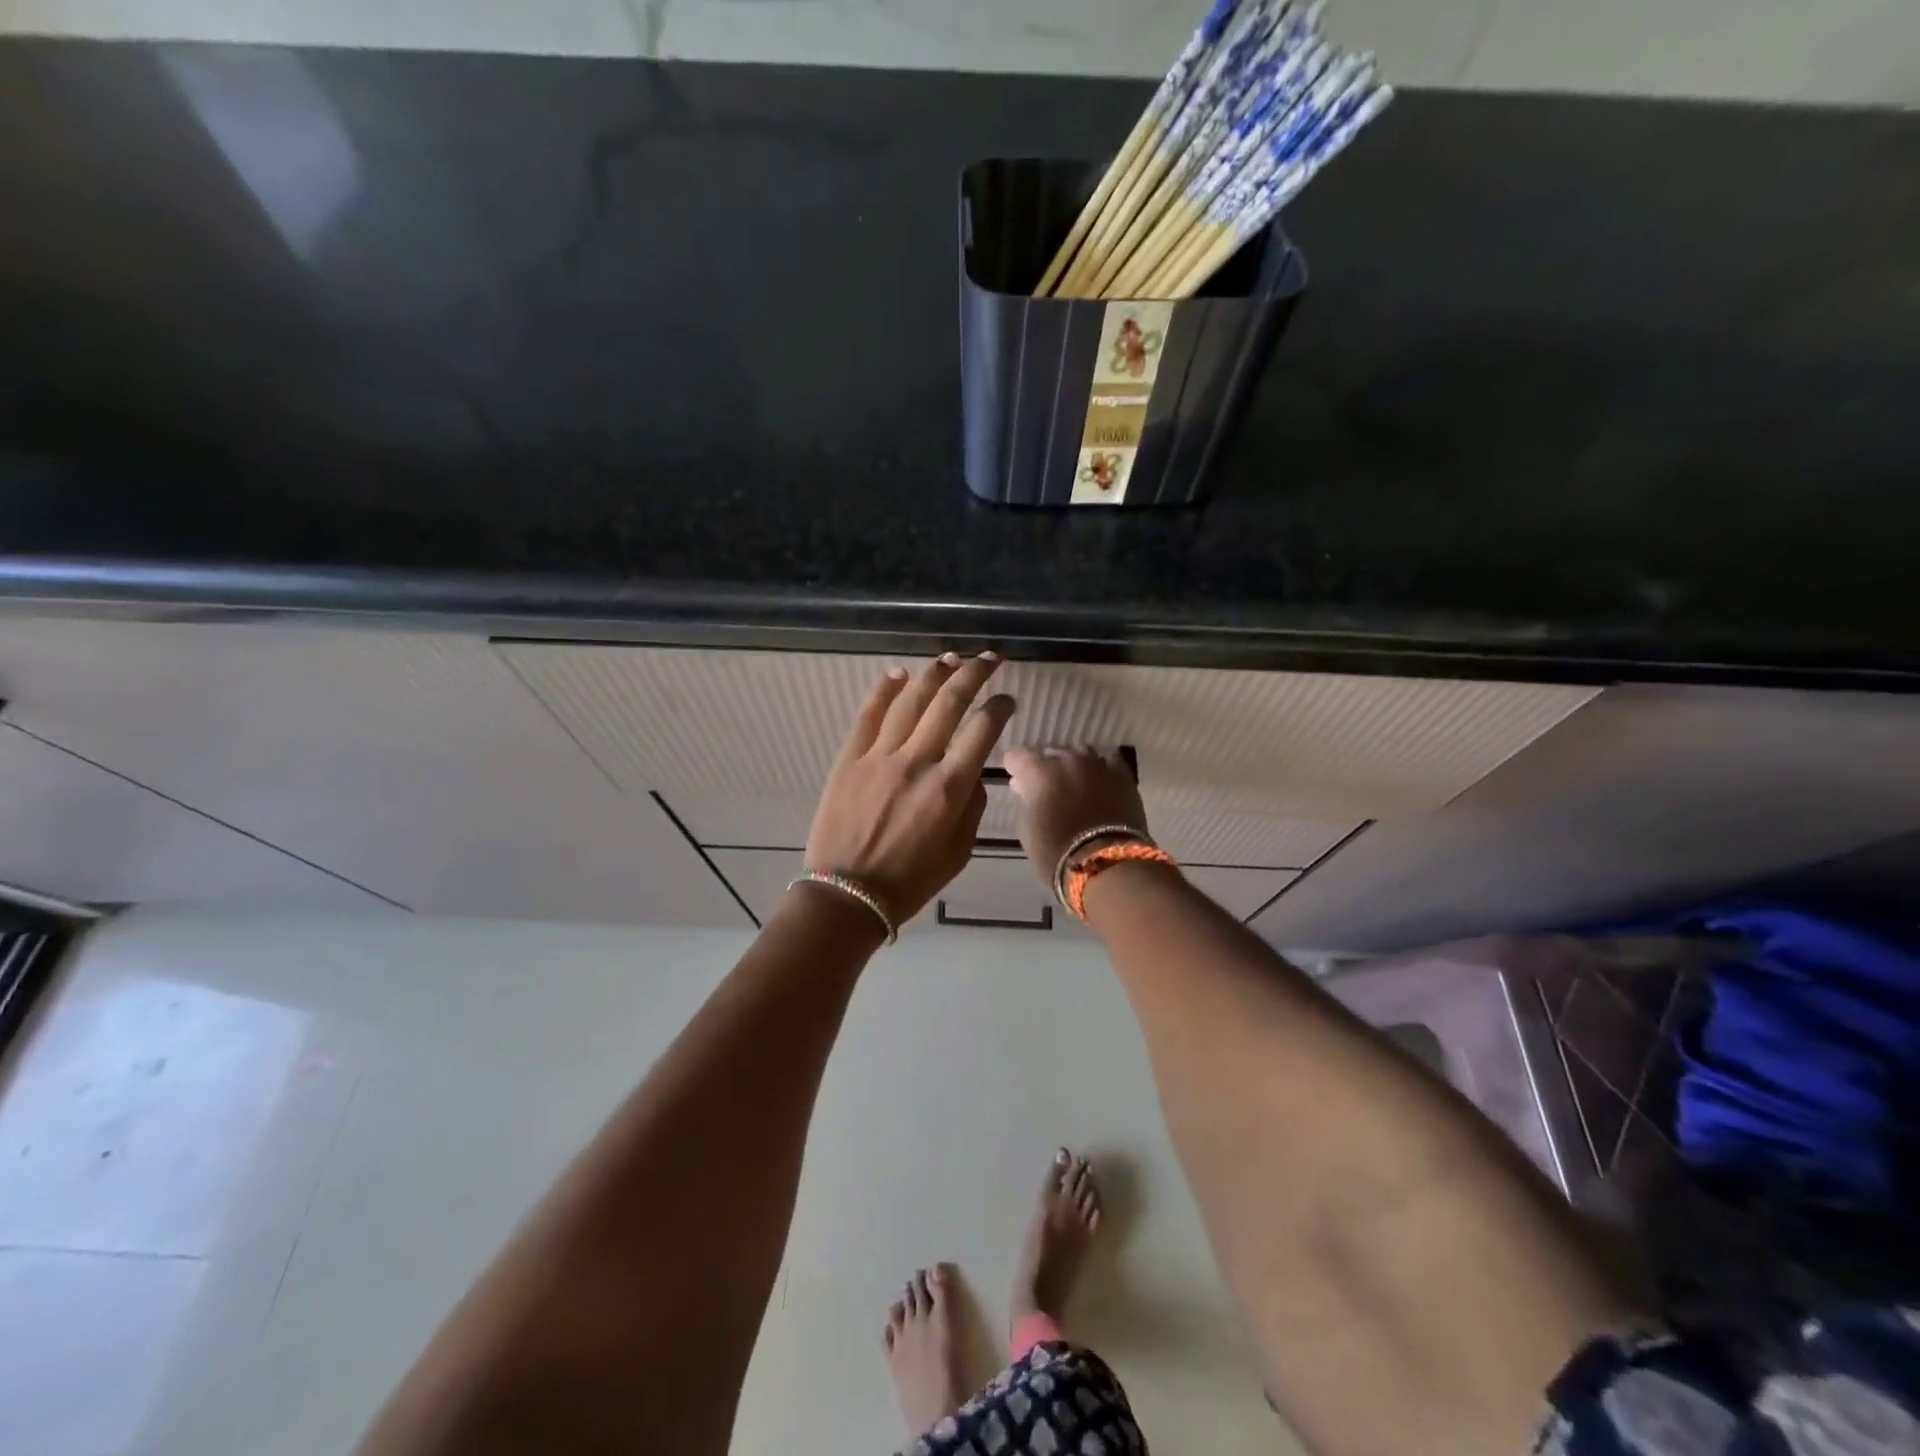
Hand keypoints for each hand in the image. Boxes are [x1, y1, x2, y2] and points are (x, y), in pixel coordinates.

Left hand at [805, 654, 1016, 923]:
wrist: (847, 895)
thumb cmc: (909, 881)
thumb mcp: (959, 853)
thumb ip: (972, 807)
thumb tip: (971, 772)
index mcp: (949, 788)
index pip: (982, 730)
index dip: (999, 707)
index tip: (1007, 699)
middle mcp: (916, 762)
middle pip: (949, 702)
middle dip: (973, 674)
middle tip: (988, 658)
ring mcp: (878, 757)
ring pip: (910, 700)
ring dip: (933, 673)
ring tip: (949, 658)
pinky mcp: (848, 759)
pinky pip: (868, 715)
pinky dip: (884, 690)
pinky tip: (898, 674)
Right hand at [1004, 747, 1149, 881]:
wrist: (1107, 864)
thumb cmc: (1057, 851)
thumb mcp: (1028, 828)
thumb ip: (1028, 801)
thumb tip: (1029, 790)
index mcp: (1039, 771)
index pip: (1017, 756)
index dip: (1015, 769)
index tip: (1018, 784)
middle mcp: (1068, 759)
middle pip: (1051, 753)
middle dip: (1046, 769)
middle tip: (1048, 791)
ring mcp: (1098, 764)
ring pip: (1080, 754)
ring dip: (1074, 768)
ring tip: (1075, 787)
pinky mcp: (1123, 775)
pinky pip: (1109, 762)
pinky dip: (1101, 771)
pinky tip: (1100, 784)